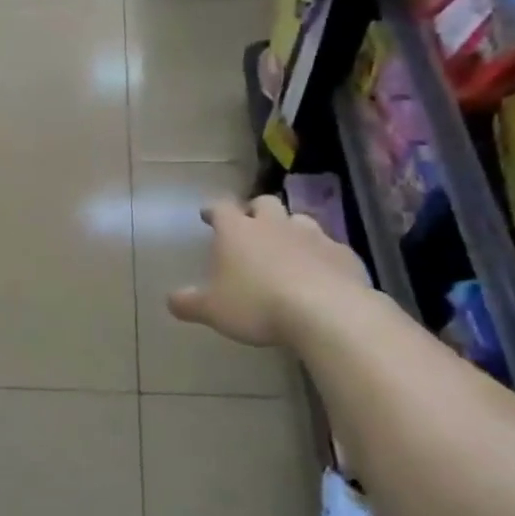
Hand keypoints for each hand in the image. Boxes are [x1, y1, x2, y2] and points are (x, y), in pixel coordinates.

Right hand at [169, 196, 370, 347]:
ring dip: (290, 229)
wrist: (327, 312)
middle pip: (264, 203)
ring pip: (299, 220)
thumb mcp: (213, 310)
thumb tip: (171, 300)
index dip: (213, 210)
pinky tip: (319, 273)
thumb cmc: (257, 305)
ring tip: (286, 248)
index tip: (207, 215)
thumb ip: (189, 303)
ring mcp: (313, 235)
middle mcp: (274, 224)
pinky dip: (320, 255)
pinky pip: (328, 247)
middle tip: (250, 226)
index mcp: (238, 231)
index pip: (221, 208)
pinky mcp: (343, 254)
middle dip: (255, 211)